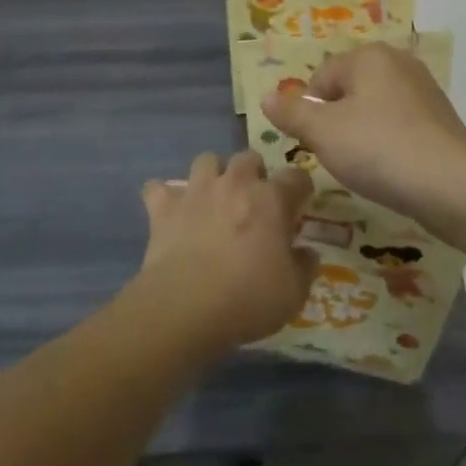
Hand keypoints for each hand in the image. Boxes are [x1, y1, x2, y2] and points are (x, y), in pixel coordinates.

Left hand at [137, 153, 316, 354]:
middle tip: (254, 202)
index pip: (296, 177)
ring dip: (213, 174)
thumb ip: (304, 267)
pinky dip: (163, 196)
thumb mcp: (293, 293)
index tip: (300, 206)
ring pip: (206, 160)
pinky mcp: (164, 208)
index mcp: (271, 199)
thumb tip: (307, 252)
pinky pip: (157, 188)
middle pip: (249, 158)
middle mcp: (235, 183)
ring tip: (214, 198)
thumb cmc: (248, 300)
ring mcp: (197, 191)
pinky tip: (168, 211)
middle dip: (254, 173)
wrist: (185, 308)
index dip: (301, 189)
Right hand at [259, 43, 465, 229]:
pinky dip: (388, 142)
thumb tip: (265, 97)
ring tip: (366, 165)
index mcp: (368, 56)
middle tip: (339, 155)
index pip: (320, 78)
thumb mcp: (323, 132)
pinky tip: (391, 168)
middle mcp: (398, 62)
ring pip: (373, 108)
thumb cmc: (379, 149)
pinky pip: (398, 124)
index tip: (316, 144)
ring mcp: (423, 89)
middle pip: (347, 90)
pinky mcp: (439, 117)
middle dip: (336, 122)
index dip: (310, 112)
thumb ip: (291, 113)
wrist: (452, 185)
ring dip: (362, 134)